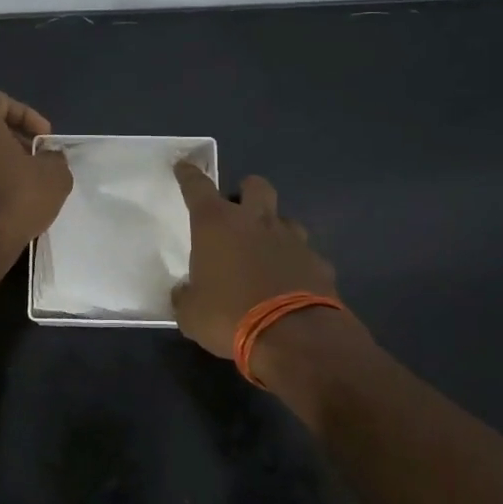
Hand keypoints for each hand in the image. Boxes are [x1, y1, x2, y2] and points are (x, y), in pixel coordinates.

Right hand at [171, 163, 338, 359]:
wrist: (294, 337)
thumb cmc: (229, 316)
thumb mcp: (191, 314)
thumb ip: (185, 297)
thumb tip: (185, 293)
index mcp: (217, 225)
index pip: (198, 187)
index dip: (189, 175)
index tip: (184, 166)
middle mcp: (255, 222)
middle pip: (255, 186)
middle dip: (246, 191)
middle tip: (238, 209)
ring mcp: (292, 240)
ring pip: (284, 219)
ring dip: (273, 229)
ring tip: (265, 251)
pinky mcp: (318, 262)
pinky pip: (305, 255)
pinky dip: (295, 264)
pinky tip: (290, 283)